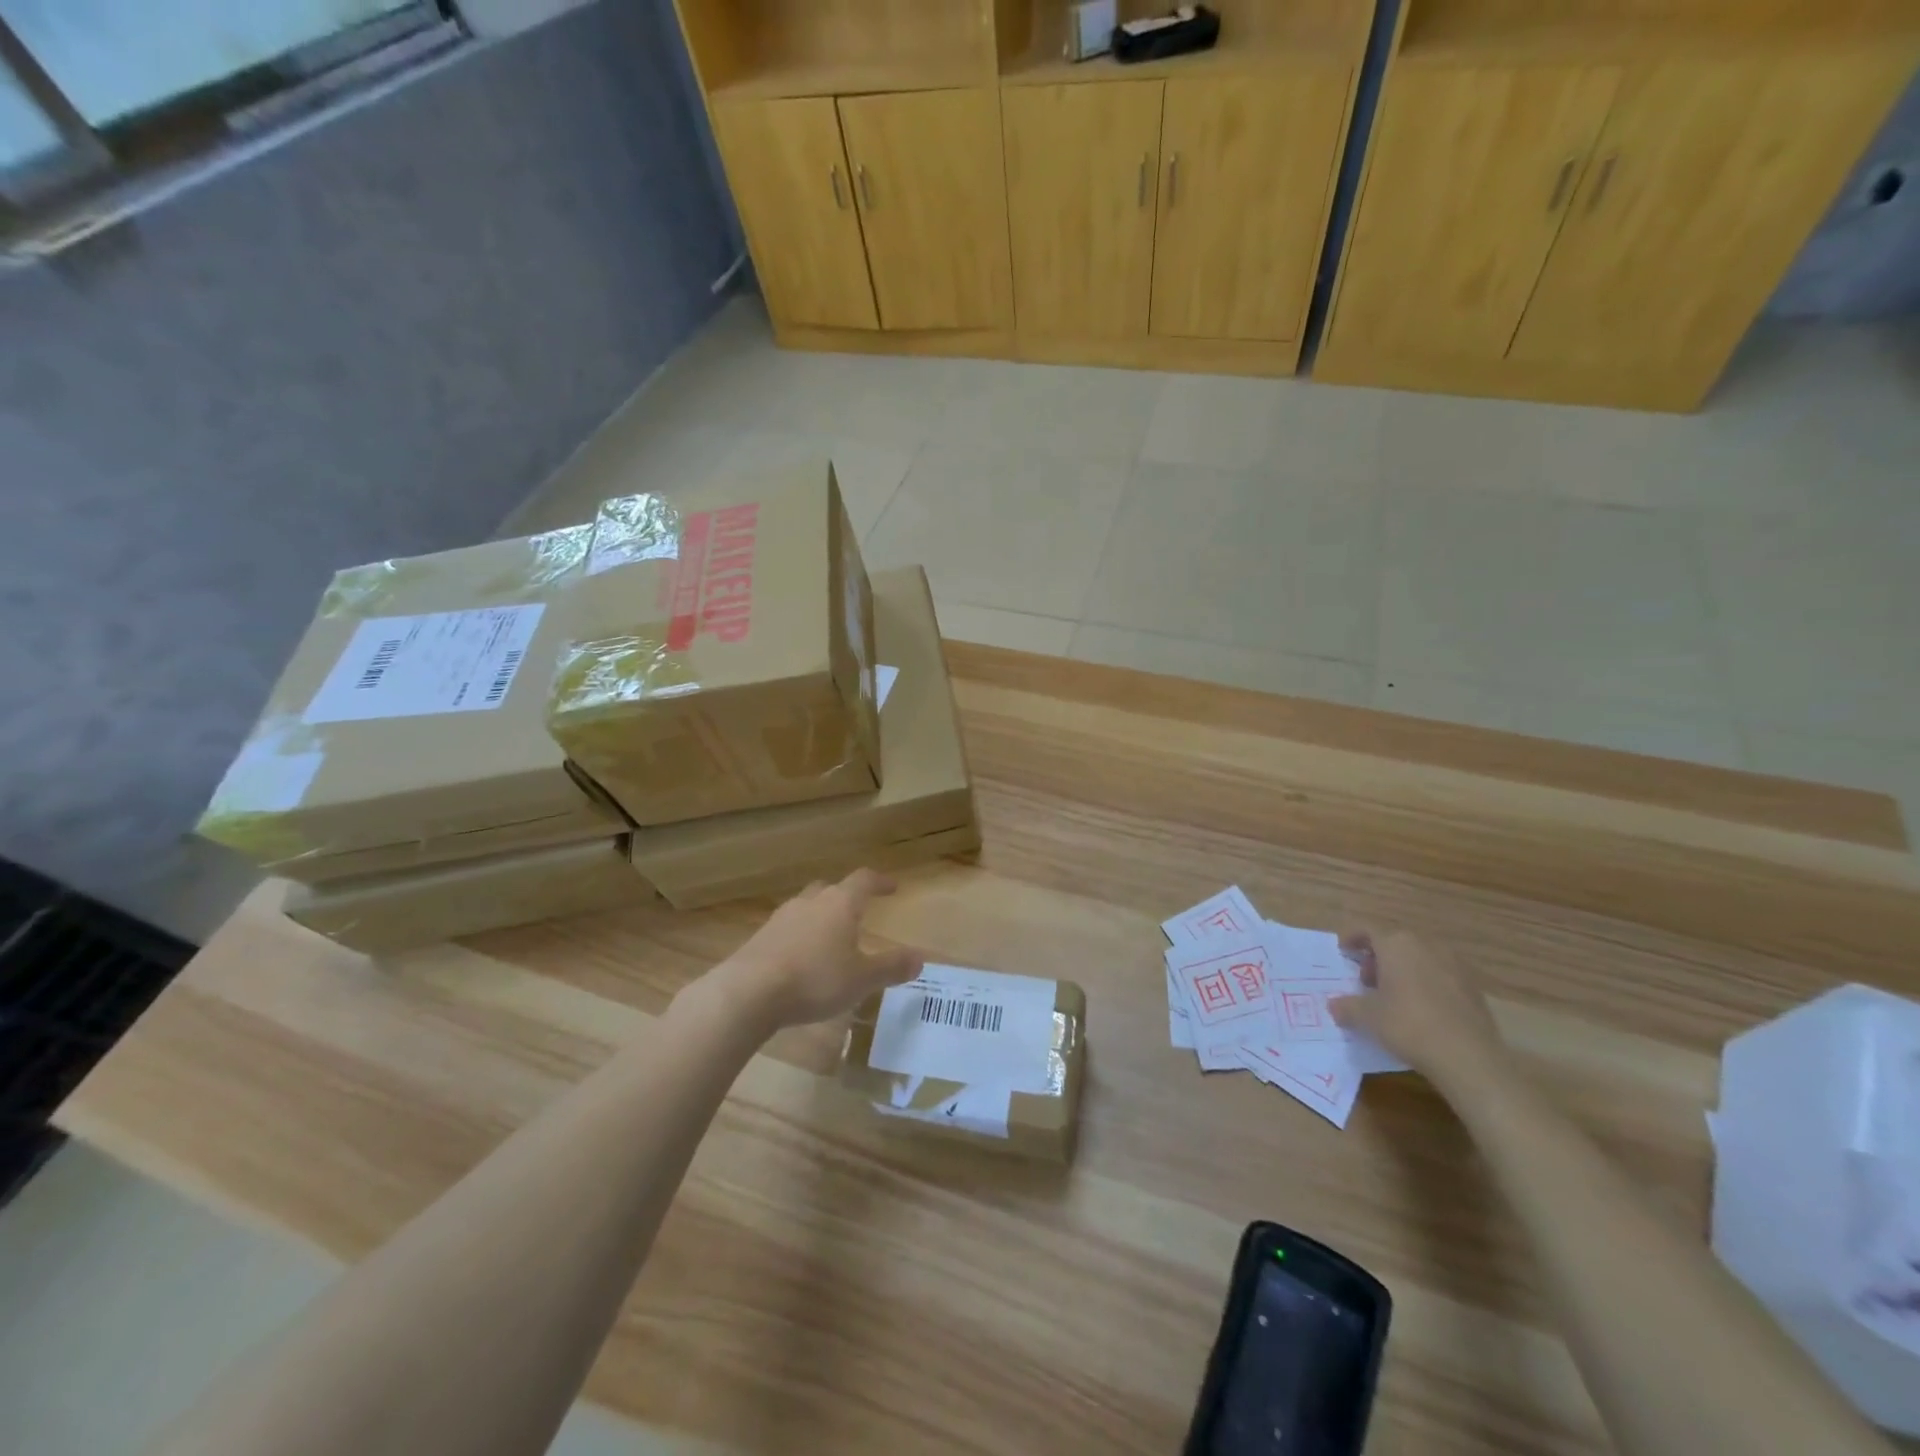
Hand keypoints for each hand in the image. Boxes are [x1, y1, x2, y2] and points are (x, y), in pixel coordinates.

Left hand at [712, 869, 921, 1030]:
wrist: (749, 992)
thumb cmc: (815, 979)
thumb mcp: (862, 979)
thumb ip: (891, 967)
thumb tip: (920, 958)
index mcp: (840, 904)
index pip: (863, 880)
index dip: (879, 881)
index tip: (892, 887)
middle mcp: (811, 902)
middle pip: (831, 888)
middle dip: (845, 897)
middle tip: (857, 911)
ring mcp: (781, 917)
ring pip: (806, 907)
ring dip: (820, 916)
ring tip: (828, 938)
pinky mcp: (760, 937)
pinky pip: (787, 929)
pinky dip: (799, 937)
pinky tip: (800, 959)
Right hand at [1328, 929, 1505, 1083]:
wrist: (1469, 1057)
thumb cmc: (1408, 1025)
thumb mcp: (1367, 1017)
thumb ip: (1347, 1007)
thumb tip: (1334, 1005)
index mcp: (1396, 945)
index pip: (1367, 930)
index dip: (1352, 938)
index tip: (1343, 951)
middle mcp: (1426, 946)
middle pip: (1395, 943)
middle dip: (1377, 958)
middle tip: (1366, 981)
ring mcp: (1454, 965)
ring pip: (1419, 958)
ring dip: (1403, 970)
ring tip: (1394, 997)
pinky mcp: (1473, 987)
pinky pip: (1440, 976)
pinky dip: (1426, 984)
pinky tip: (1422, 1010)